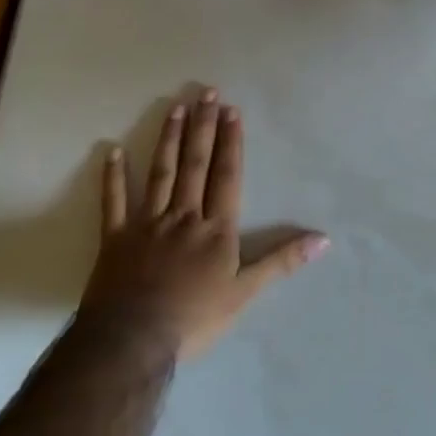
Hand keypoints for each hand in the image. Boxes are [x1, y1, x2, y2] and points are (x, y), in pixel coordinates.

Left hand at [82, 88, 327, 358]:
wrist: (131, 343)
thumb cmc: (194, 319)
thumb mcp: (245, 293)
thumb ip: (282, 261)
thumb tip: (324, 239)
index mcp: (216, 228)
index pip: (227, 175)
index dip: (231, 142)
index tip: (232, 110)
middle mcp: (183, 216)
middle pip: (196, 164)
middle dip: (203, 127)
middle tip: (207, 93)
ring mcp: (147, 224)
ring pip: (161, 173)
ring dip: (169, 139)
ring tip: (176, 108)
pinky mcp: (115, 238)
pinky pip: (113, 203)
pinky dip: (112, 177)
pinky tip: (111, 151)